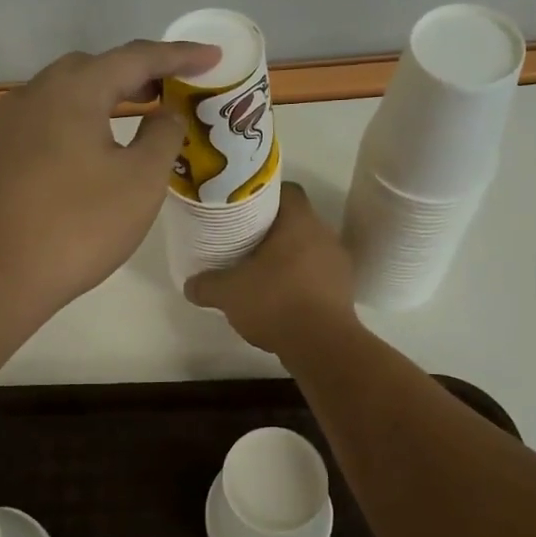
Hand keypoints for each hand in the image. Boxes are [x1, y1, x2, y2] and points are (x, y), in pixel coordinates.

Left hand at [0, 39, 220, 324]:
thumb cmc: (77, 227)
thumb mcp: (140, 182)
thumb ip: (162, 136)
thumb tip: (165, 113)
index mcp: (72, 91)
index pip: (135, 57)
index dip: (179, 55)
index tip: (213, 56)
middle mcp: (33, 95)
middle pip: (92, 68)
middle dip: (136, 73)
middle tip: (170, 88)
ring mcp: (6, 126)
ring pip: (63, 95)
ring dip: (103, 97)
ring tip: (135, 114)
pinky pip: (44, 122)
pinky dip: (76, 122)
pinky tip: (88, 151)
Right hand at [184, 184, 359, 353]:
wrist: (322, 345)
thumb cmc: (275, 302)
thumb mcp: (228, 293)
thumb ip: (206, 285)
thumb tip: (190, 285)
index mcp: (300, 221)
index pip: (287, 191)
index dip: (264, 196)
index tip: (244, 209)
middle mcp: (324, 234)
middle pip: (297, 221)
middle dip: (272, 230)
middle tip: (245, 241)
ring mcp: (339, 264)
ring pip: (309, 249)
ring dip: (288, 257)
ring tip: (261, 272)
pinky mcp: (344, 291)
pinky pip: (318, 275)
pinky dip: (300, 281)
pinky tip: (281, 298)